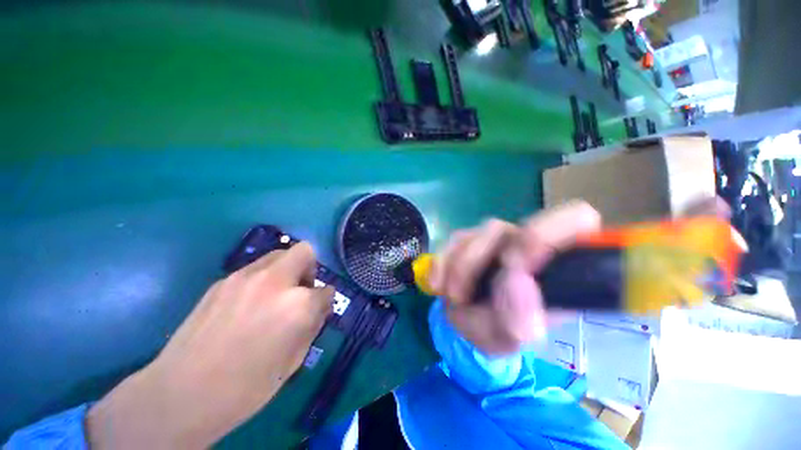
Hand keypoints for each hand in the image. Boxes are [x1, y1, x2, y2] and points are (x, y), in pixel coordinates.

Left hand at [87, 243, 333, 448]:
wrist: (182, 394)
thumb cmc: (247, 386)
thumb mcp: (294, 360)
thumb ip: (313, 325)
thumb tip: (319, 307)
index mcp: (298, 304)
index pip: (326, 290)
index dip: (326, 299)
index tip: (320, 307)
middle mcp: (275, 281)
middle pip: (305, 252)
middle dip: (309, 268)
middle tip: (301, 289)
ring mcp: (245, 276)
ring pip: (279, 255)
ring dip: (286, 270)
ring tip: (275, 296)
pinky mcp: (222, 280)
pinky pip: (255, 269)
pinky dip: (264, 278)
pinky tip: (250, 303)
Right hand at [429, 202, 600, 354]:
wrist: (471, 322)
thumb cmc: (499, 330)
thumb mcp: (510, 337)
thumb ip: (518, 319)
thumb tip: (517, 281)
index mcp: (555, 264)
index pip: (575, 220)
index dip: (550, 231)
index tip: (518, 262)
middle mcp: (524, 243)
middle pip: (502, 229)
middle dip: (477, 258)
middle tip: (464, 292)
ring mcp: (494, 239)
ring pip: (474, 235)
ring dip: (459, 267)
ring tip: (454, 298)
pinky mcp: (469, 240)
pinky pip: (452, 242)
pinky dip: (442, 263)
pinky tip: (438, 285)